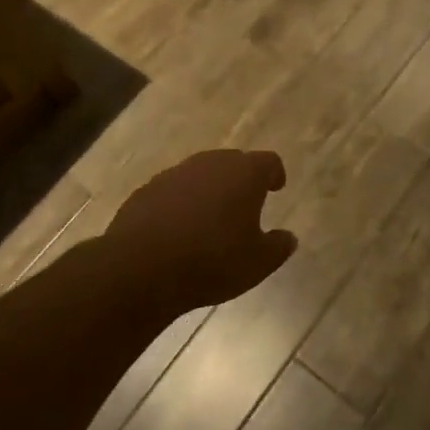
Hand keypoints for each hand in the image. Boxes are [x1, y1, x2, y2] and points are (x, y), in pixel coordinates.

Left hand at [106, 150, 297, 313]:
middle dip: (240, 180)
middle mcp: (210, 164)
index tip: (276, 187)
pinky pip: (172, 191)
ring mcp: (174, 174)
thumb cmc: (212, 261)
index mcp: (244, 173)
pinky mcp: (146, 191)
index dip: (274, 174)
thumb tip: (288, 237)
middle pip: (233, 162)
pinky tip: (178, 230)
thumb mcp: (258, 263)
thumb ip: (278, 247)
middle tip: (245, 204)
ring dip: (208, 190)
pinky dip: (180, 203)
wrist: (141, 268)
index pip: (268, 161)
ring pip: (200, 175)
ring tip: (210, 219)